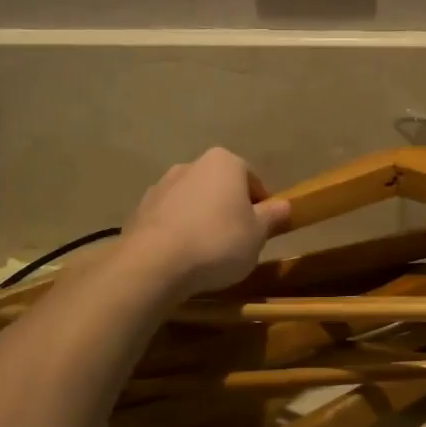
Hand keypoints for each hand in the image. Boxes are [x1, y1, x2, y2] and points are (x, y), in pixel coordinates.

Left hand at [120, 148, 291, 296]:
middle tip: (238, 241)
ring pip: (194, 201)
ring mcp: (162, 185)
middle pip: (221, 187)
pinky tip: (182, 256)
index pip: (252, 180)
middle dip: (230, 209)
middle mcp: (191, 165)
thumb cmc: (218, 242)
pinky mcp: (141, 209)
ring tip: (208, 252)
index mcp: (224, 162)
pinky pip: (170, 218)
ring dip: (202, 219)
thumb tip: (285, 205)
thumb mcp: (257, 234)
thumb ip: (272, 216)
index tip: (262, 230)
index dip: (261, 206)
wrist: (154, 263)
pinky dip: (179, 230)